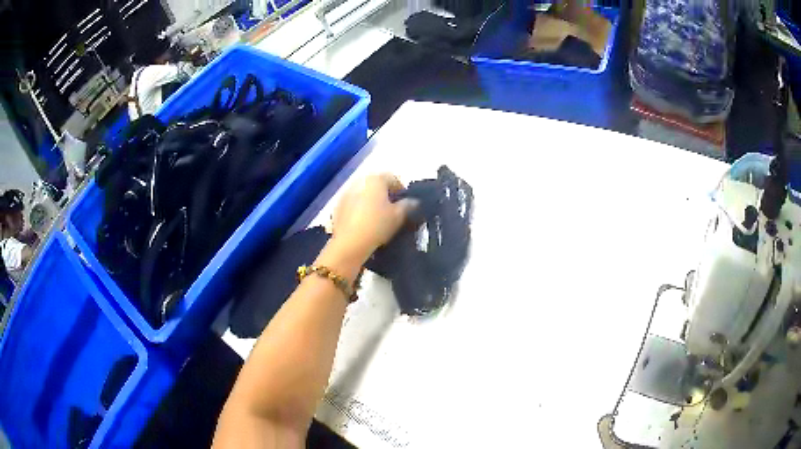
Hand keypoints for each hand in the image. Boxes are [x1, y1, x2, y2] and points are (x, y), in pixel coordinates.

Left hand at [330, 173, 415, 261]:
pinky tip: (365, 222)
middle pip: (376, 184)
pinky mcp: (338, 206)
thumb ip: (408, 205)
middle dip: (386, 194)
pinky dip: (361, 208)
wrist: (349, 243)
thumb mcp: (399, 216)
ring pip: (364, 193)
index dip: (401, 189)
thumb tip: (413, 201)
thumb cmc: (377, 225)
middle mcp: (360, 181)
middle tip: (393, 209)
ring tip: (379, 216)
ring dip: (372, 201)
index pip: (393, 178)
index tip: (406, 203)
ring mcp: (346, 193)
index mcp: (375, 179)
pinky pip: (354, 203)